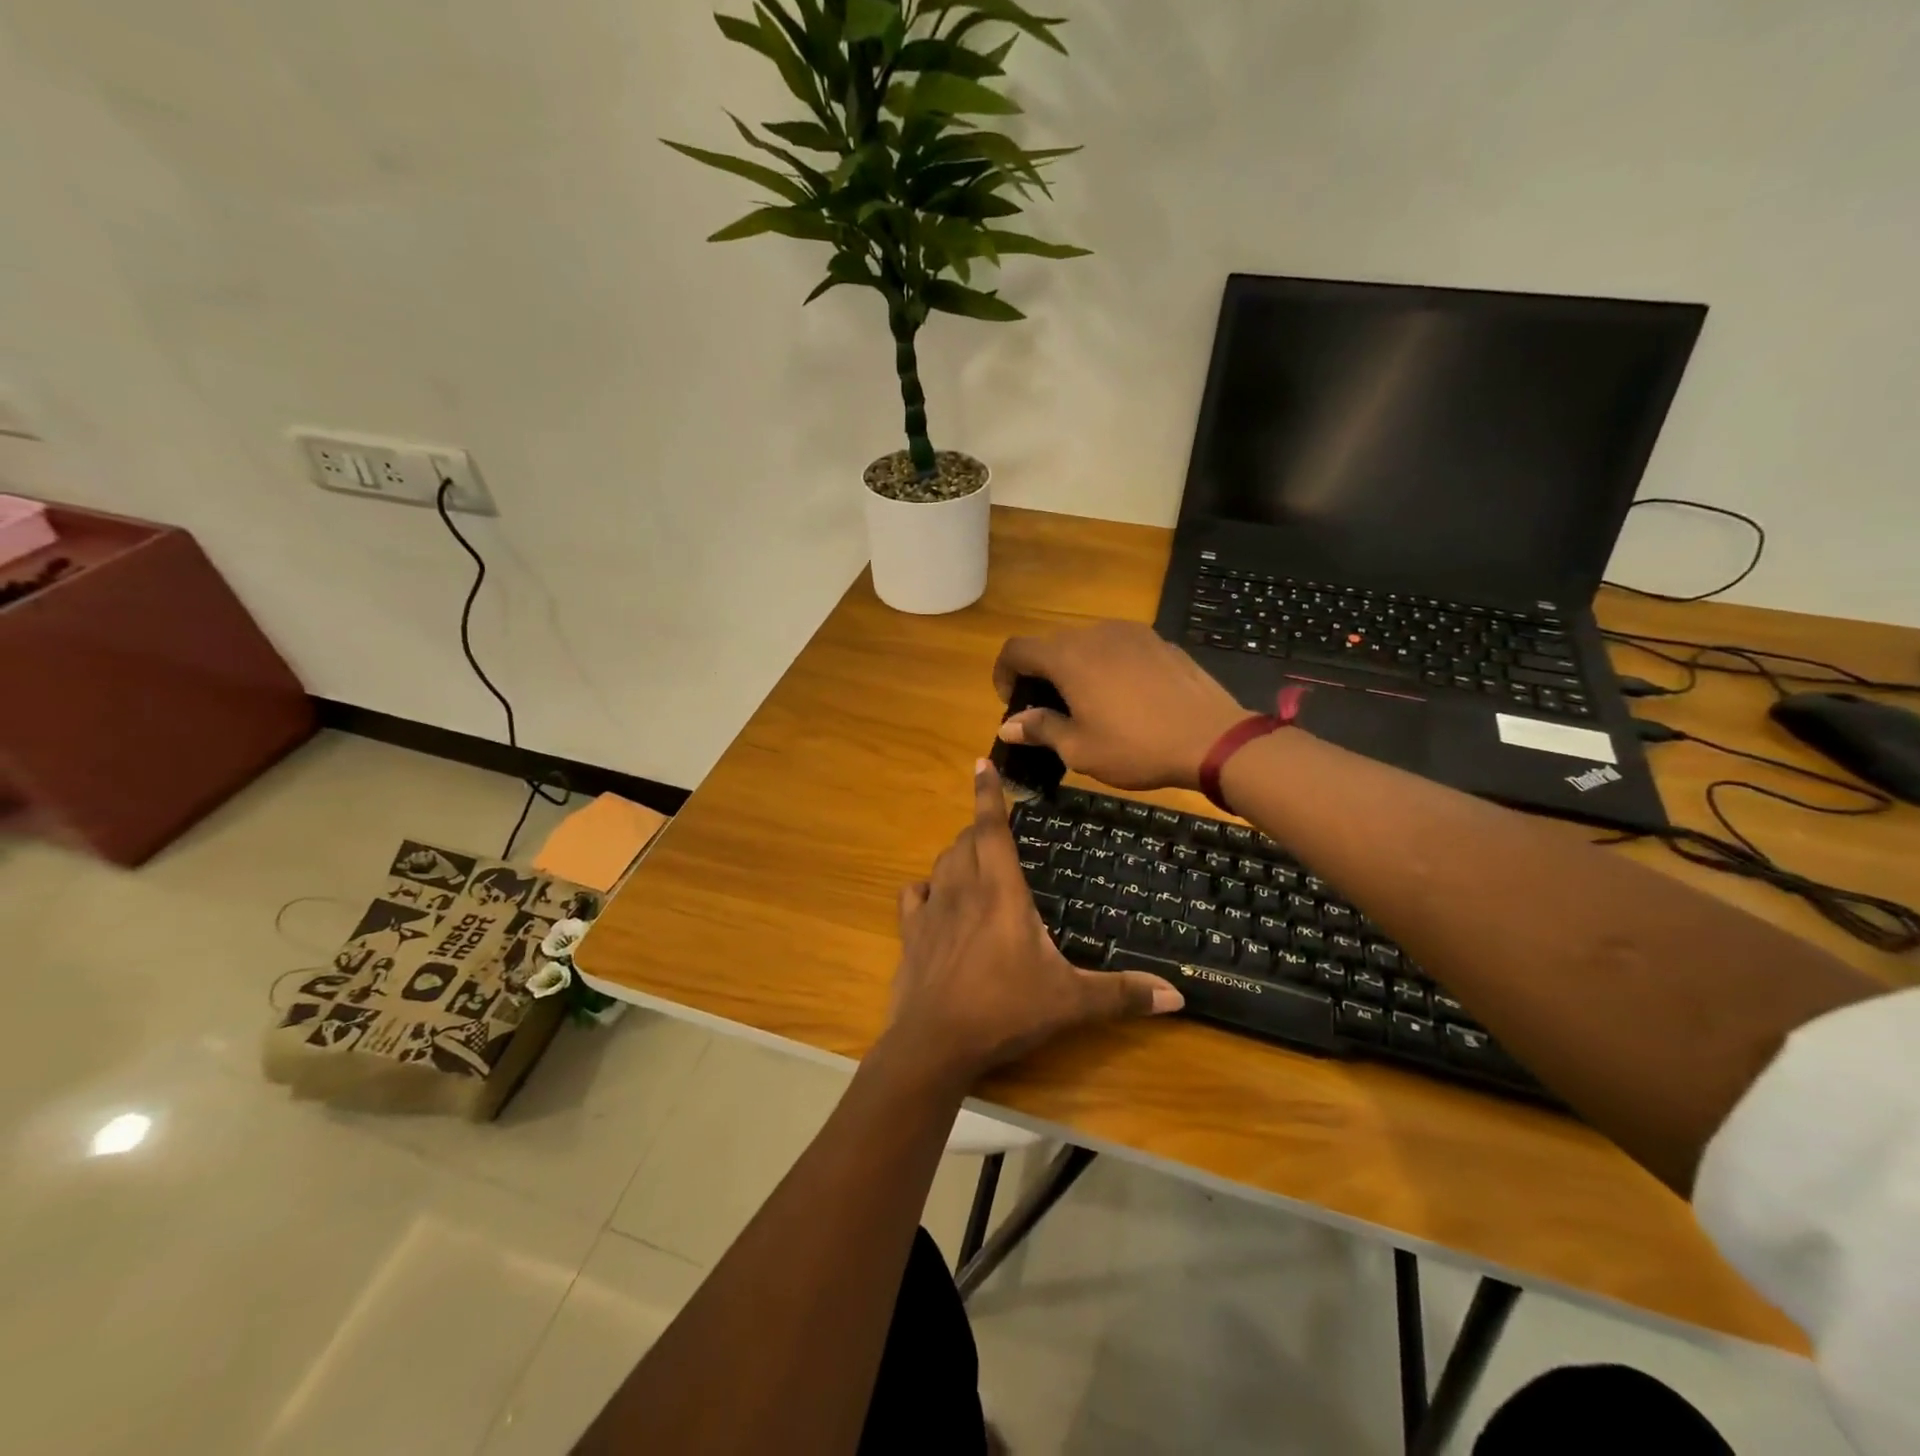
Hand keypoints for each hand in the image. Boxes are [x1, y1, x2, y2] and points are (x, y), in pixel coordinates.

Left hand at [884, 761, 1183, 1086]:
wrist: (935, 1043)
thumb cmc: (1006, 1010)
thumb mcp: (1071, 1002)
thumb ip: (1122, 994)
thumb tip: (1179, 996)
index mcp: (1001, 892)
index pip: (993, 829)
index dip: (988, 794)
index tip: (981, 763)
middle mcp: (963, 889)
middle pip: (966, 841)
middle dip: (980, 829)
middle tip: (998, 832)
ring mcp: (932, 910)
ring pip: (941, 863)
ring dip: (957, 855)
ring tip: (973, 860)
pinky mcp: (910, 934)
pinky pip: (912, 896)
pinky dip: (924, 888)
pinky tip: (933, 898)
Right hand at [993, 622, 1249, 791]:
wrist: (1213, 739)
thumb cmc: (1137, 748)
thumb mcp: (1079, 749)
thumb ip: (1040, 729)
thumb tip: (1009, 725)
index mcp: (1068, 658)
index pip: (1016, 649)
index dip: (1004, 673)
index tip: (1012, 702)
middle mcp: (1095, 634)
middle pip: (1051, 645)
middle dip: (1040, 674)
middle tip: (1048, 710)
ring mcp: (1131, 633)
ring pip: (1086, 644)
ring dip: (1074, 668)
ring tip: (1087, 704)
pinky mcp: (1159, 641)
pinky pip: (1118, 647)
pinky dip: (1107, 666)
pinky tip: (1125, 698)